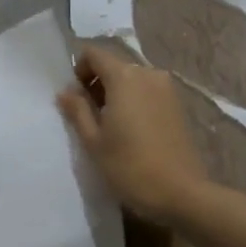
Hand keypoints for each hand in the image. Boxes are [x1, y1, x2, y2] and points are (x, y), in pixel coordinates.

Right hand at [57, 42, 207, 224]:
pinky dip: (134, 102)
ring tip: (110, 127)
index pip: (94, 54)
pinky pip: (148, 92)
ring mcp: (167, 88)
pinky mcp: (178, 104)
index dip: (79, 70)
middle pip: (114, 66)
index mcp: (124, 77)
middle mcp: (148, 73)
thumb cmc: (130, 167)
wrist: (181, 193)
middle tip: (89, 117)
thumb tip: (65, 91)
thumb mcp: (94, 141)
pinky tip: (132, 131)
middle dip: (97, 84)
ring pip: (132, 79)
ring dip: (116, 94)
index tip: (75, 98)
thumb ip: (77, 110)